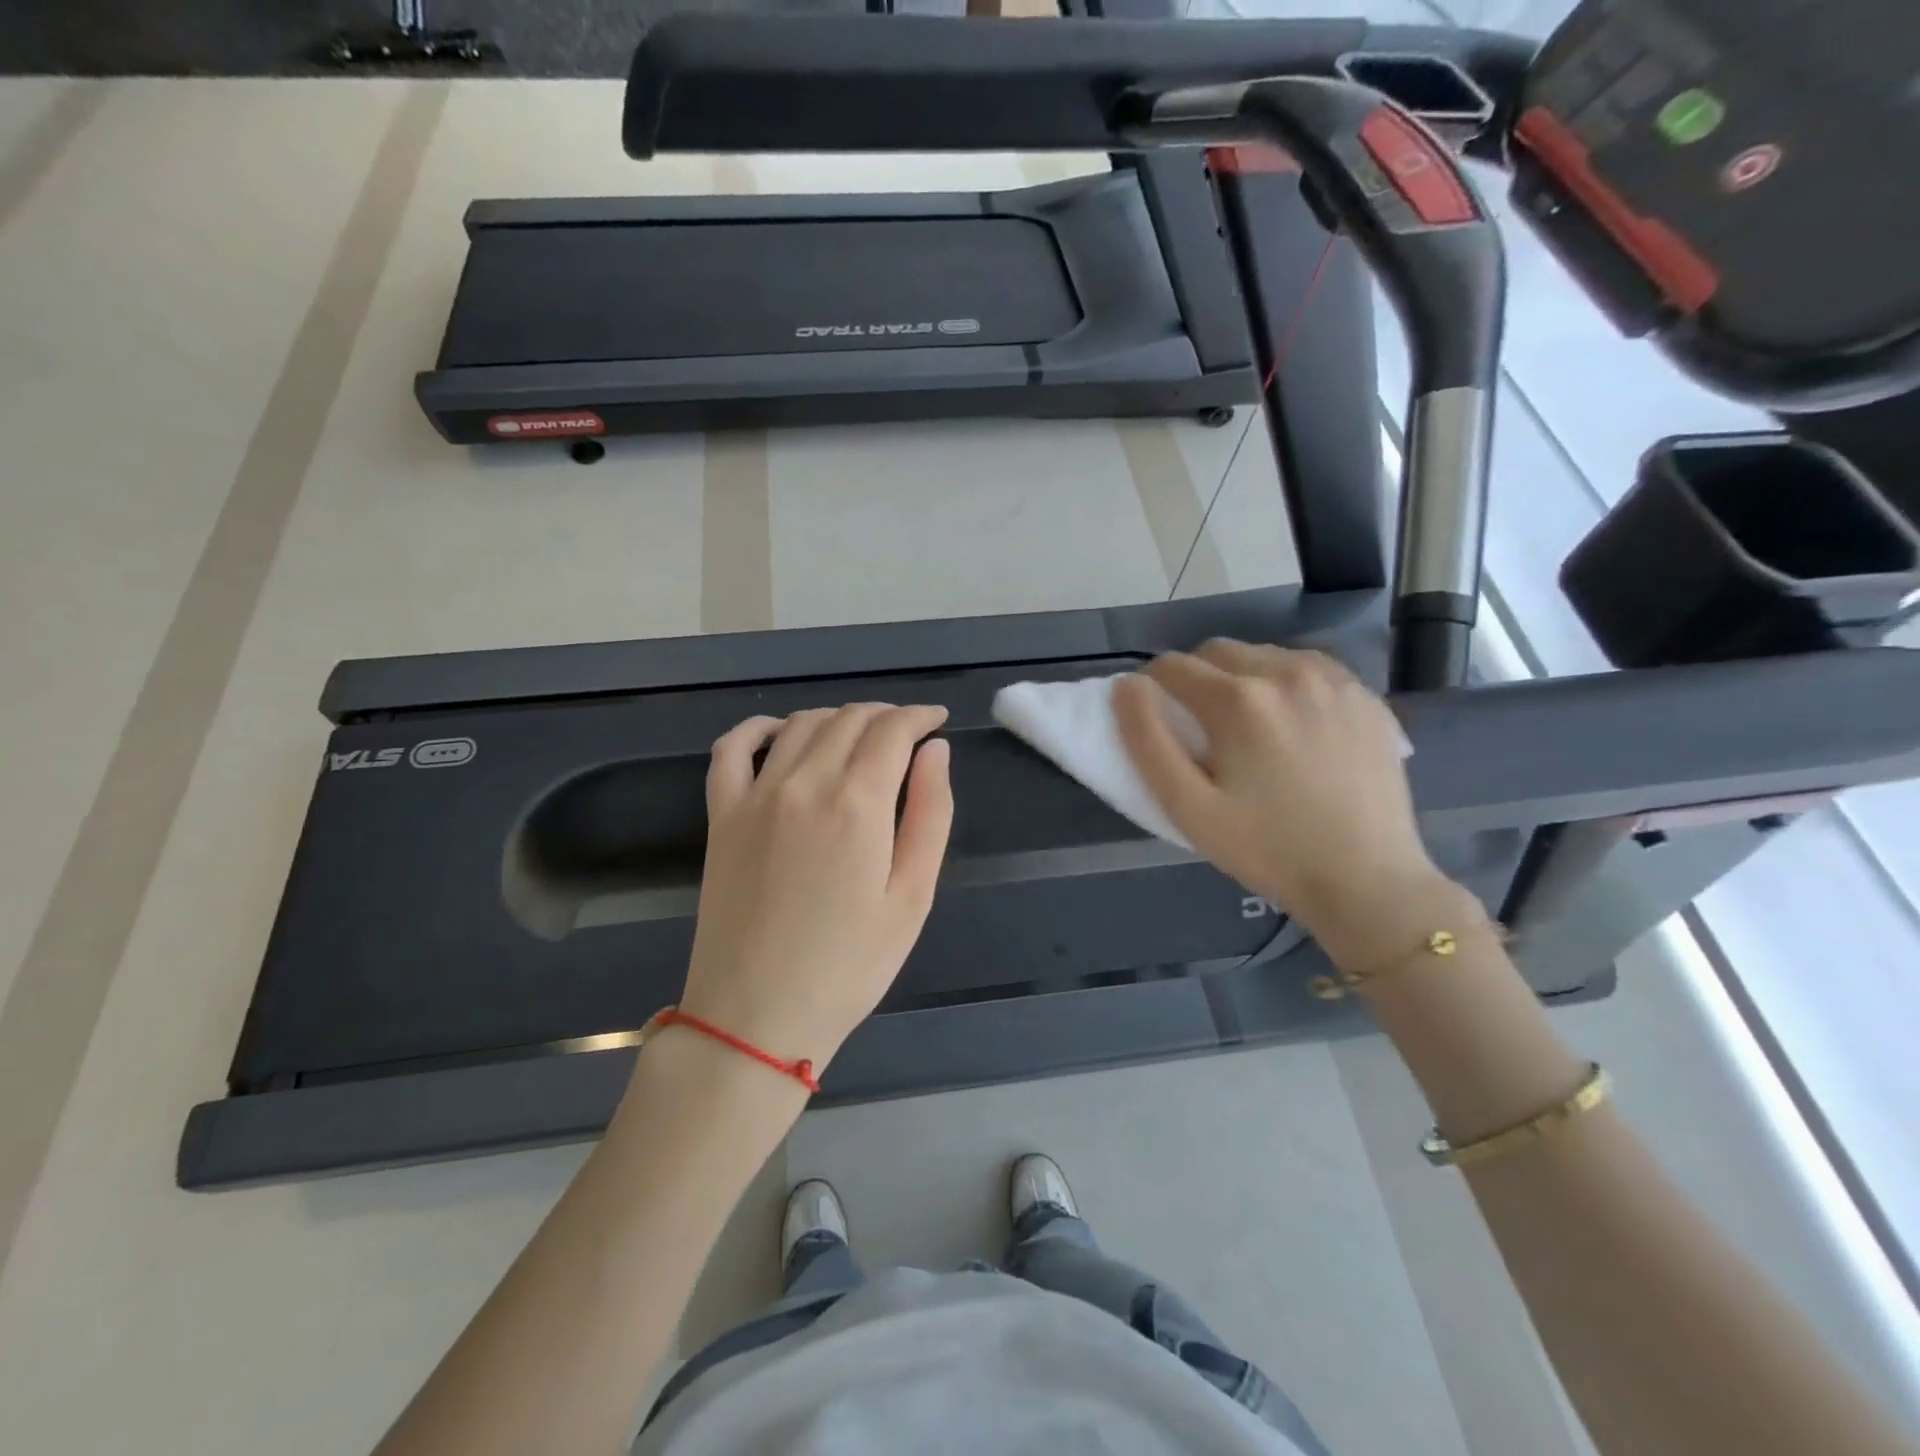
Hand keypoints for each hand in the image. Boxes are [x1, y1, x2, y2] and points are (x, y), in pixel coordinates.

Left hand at [679, 704, 953, 1078]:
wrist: (756, 1017)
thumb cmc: (850, 966)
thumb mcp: (913, 897)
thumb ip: (931, 814)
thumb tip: (936, 751)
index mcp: (858, 803)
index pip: (892, 730)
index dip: (920, 716)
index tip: (937, 721)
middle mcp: (805, 782)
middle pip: (849, 719)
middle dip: (885, 715)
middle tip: (906, 733)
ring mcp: (755, 795)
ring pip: (800, 724)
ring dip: (837, 717)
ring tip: (859, 735)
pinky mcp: (721, 814)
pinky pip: (732, 748)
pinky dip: (759, 727)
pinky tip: (780, 732)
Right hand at [1114, 641, 1456, 964]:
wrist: (1367, 880)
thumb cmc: (1266, 849)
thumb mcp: (1187, 807)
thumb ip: (1146, 740)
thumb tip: (1127, 686)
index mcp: (1237, 699)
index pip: (1171, 666)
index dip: (1151, 687)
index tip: (1156, 718)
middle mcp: (1285, 672)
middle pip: (1217, 651)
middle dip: (1195, 677)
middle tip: (1198, 725)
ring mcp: (1333, 680)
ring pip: (1263, 654)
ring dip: (1241, 676)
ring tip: (1247, 725)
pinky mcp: (1365, 696)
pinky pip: (1308, 667)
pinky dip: (1286, 682)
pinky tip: (1292, 723)